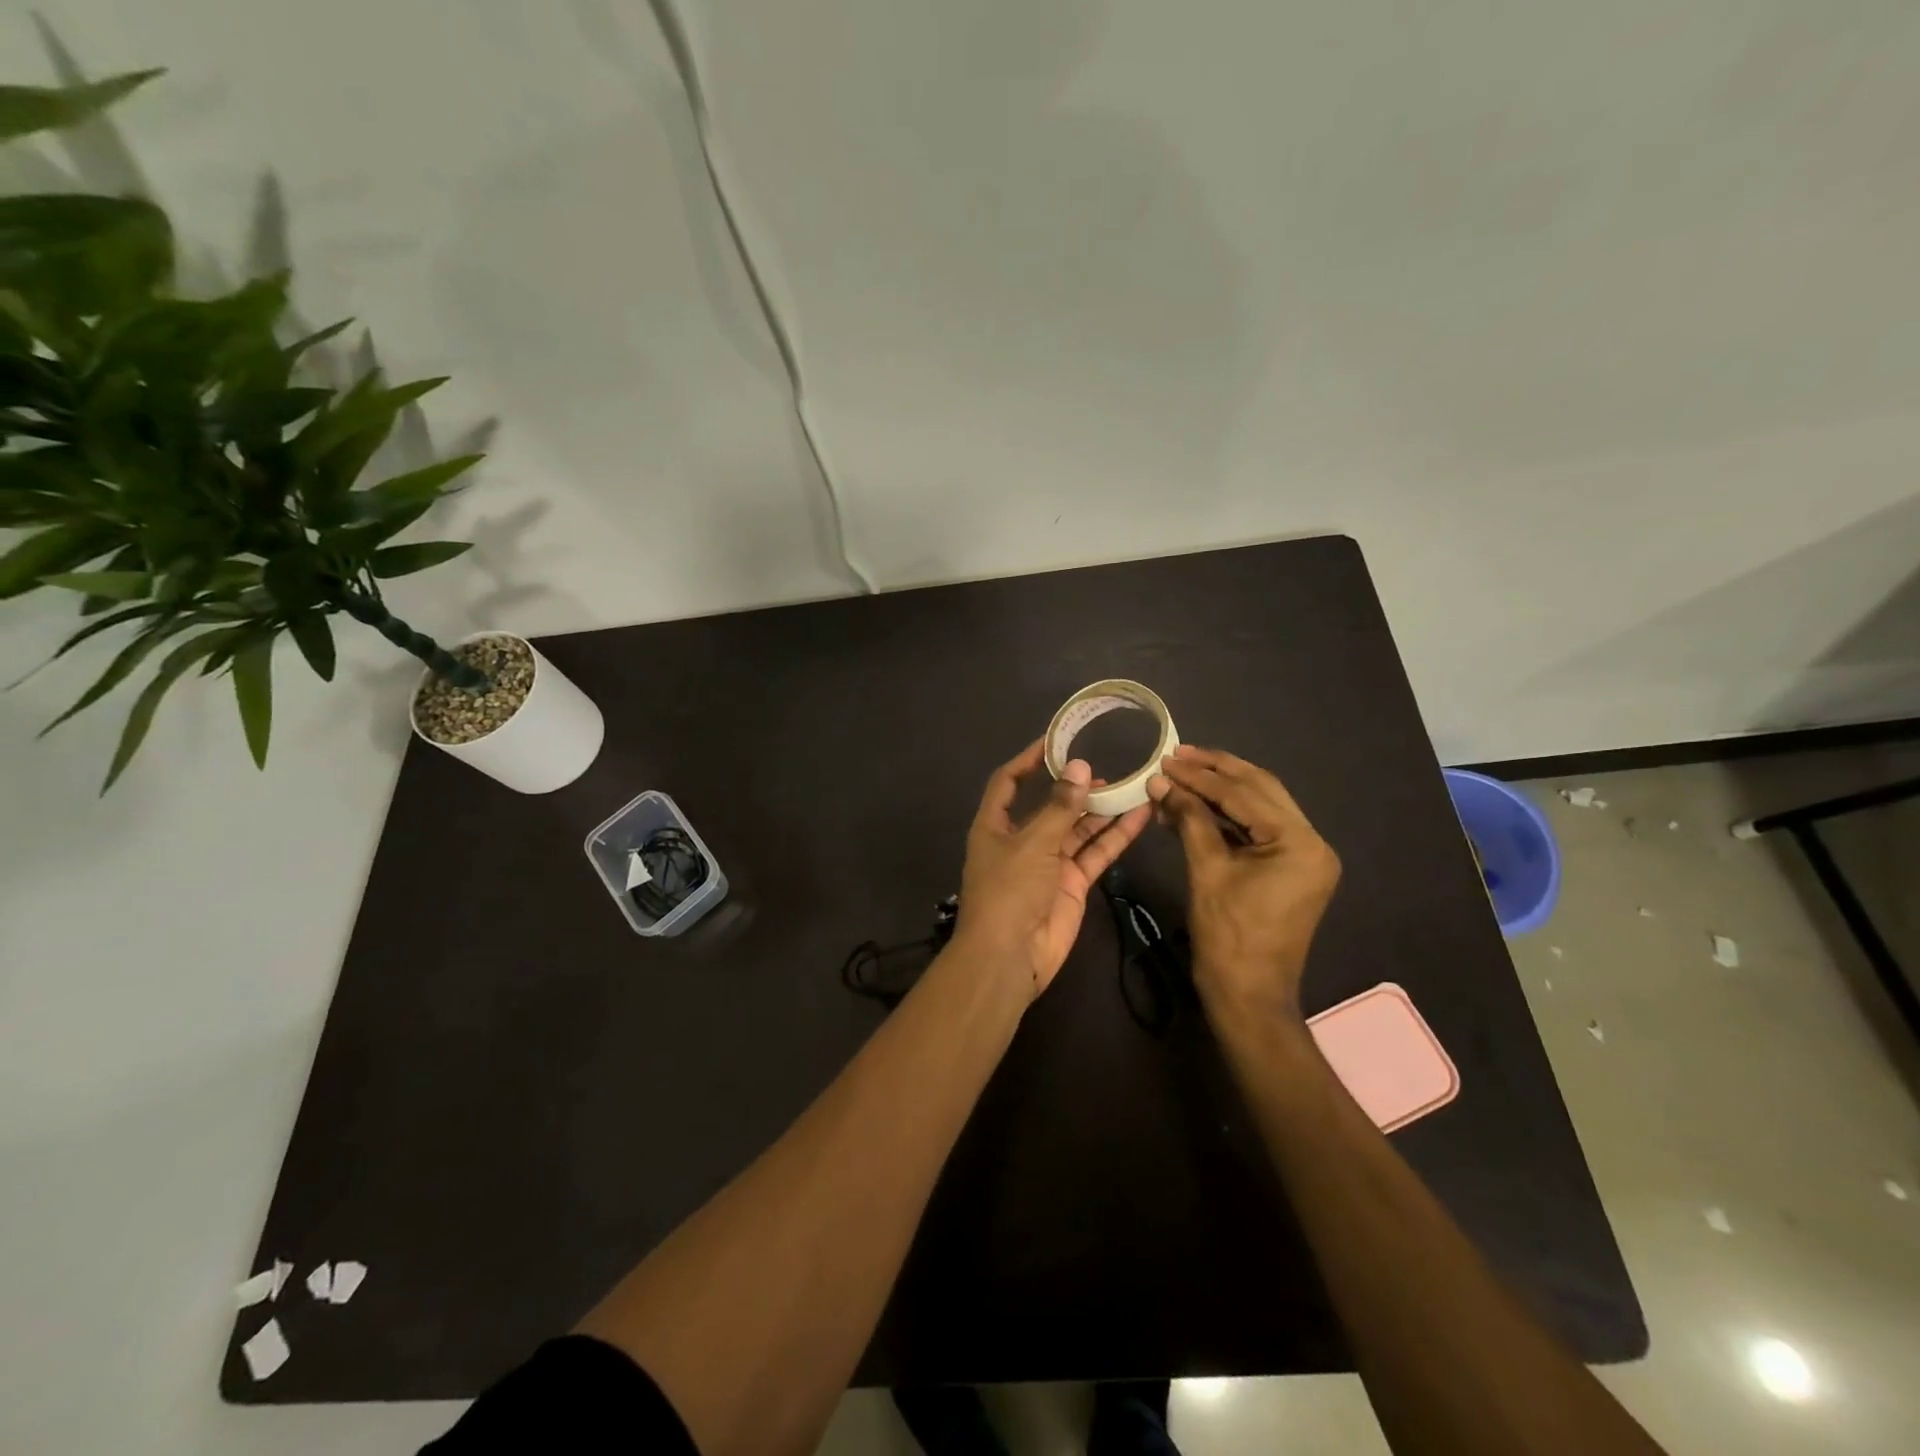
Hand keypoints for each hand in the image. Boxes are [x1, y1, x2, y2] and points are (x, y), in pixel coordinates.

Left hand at [956, 739, 1152, 998]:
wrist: (1010, 957)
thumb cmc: (1009, 891)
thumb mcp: (1032, 843)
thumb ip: (1060, 806)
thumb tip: (1080, 766)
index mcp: (995, 825)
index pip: (1008, 783)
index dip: (1028, 760)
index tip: (1056, 740)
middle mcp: (1022, 840)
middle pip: (1051, 805)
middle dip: (1077, 787)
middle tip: (1109, 766)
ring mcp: (1048, 863)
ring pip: (1078, 828)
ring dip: (1103, 809)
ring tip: (1133, 784)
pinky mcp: (1072, 883)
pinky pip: (1095, 853)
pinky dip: (1115, 836)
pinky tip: (1139, 815)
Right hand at [1148, 745, 1339, 1022]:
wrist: (1248, 996)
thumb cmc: (1228, 936)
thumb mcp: (1206, 870)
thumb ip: (1189, 819)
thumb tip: (1162, 782)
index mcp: (1300, 843)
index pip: (1245, 794)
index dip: (1201, 775)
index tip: (1166, 758)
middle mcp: (1312, 842)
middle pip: (1260, 790)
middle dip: (1216, 771)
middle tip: (1177, 754)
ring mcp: (1305, 856)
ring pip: (1260, 806)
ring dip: (1220, 791)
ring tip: (1180, 774)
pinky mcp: (1291, 868)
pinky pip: (1257, 829)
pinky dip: (1226, 816)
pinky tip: (1194, 806)